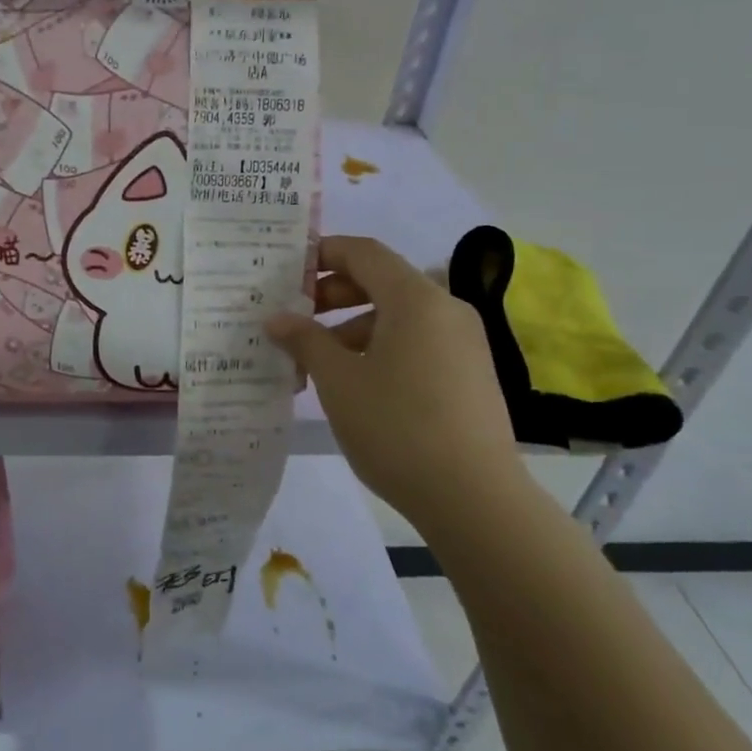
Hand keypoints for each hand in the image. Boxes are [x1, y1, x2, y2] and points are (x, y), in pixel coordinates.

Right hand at [267, 235, 522, 523]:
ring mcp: (464, 342)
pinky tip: (357, 382)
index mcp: (415, 299)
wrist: (474, 498)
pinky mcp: (471, 373)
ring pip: (400, 316)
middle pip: (383, 282)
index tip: (287, 272)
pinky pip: (419, 342)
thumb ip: (305, 340)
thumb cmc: (397, 427)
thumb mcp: (339, 381)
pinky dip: (383, 347)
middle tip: (295, 318)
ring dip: (354, 326)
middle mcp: (446, 309)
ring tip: (318, 360)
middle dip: (334, 295)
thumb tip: (277, 318)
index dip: (323, 254)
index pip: (364, 253)